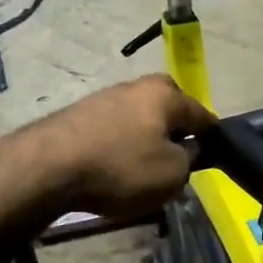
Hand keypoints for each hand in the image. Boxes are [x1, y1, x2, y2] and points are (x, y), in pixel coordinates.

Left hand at [22, 75, 215, 217]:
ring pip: (139, 116)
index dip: (212, 136)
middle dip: (175, 126)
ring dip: (145, 135)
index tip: (216, 152)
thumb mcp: (171, 175)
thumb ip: (189, 161)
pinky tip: (113, 164)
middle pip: (167, 106)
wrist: (47, 166)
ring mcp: (104, 97)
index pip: (201, 114)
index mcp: (166, 95)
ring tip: (143, 165)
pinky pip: (113, 128)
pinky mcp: (78, 114)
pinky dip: (118, 143)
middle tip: (177, 154)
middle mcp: (137, 87)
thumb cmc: (120, 168)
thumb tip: (186, 152)